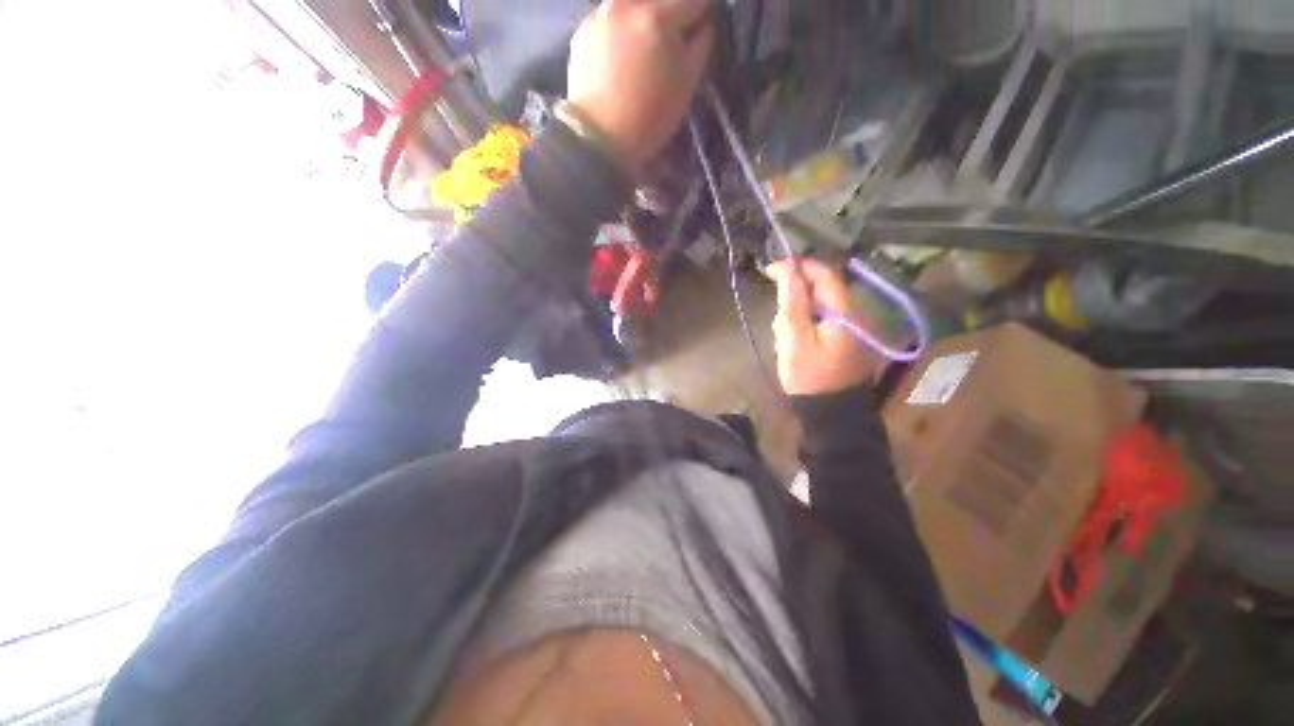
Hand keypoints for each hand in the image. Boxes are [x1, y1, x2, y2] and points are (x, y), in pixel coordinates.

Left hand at [567, 0, 713, 172]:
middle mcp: (626, 5)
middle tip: (672, 42)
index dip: (701, 14)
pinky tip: (621, 56)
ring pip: (632, 5)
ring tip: (644, 50)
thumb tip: (703, 25)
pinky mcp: (582, 31)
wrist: (599, 138)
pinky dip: (620, 30)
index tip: (700, 29)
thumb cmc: (649, 118)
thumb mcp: (686, 85)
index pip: (693, 0)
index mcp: (658, 17)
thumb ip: (700, 46)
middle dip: (670, 15)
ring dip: (644, 19)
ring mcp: (599, 15)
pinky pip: (609, 19)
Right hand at [767, 259, 883, 395]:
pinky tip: (797, 343)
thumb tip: (788, 269)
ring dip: (799, 314)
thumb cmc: (809, 376)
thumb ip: (792, 302)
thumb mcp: (794, 338)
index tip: (770, 270)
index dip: (797, 267)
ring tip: (785, 338)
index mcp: (845, 311)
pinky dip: (807, 325)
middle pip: (821, 290)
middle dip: (795, 298)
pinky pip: (824, 320)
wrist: (831, 413)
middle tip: (778, 319)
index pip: (823, 274)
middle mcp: (856, 313)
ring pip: (820, 305)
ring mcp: (854, 327)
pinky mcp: (848, 339)